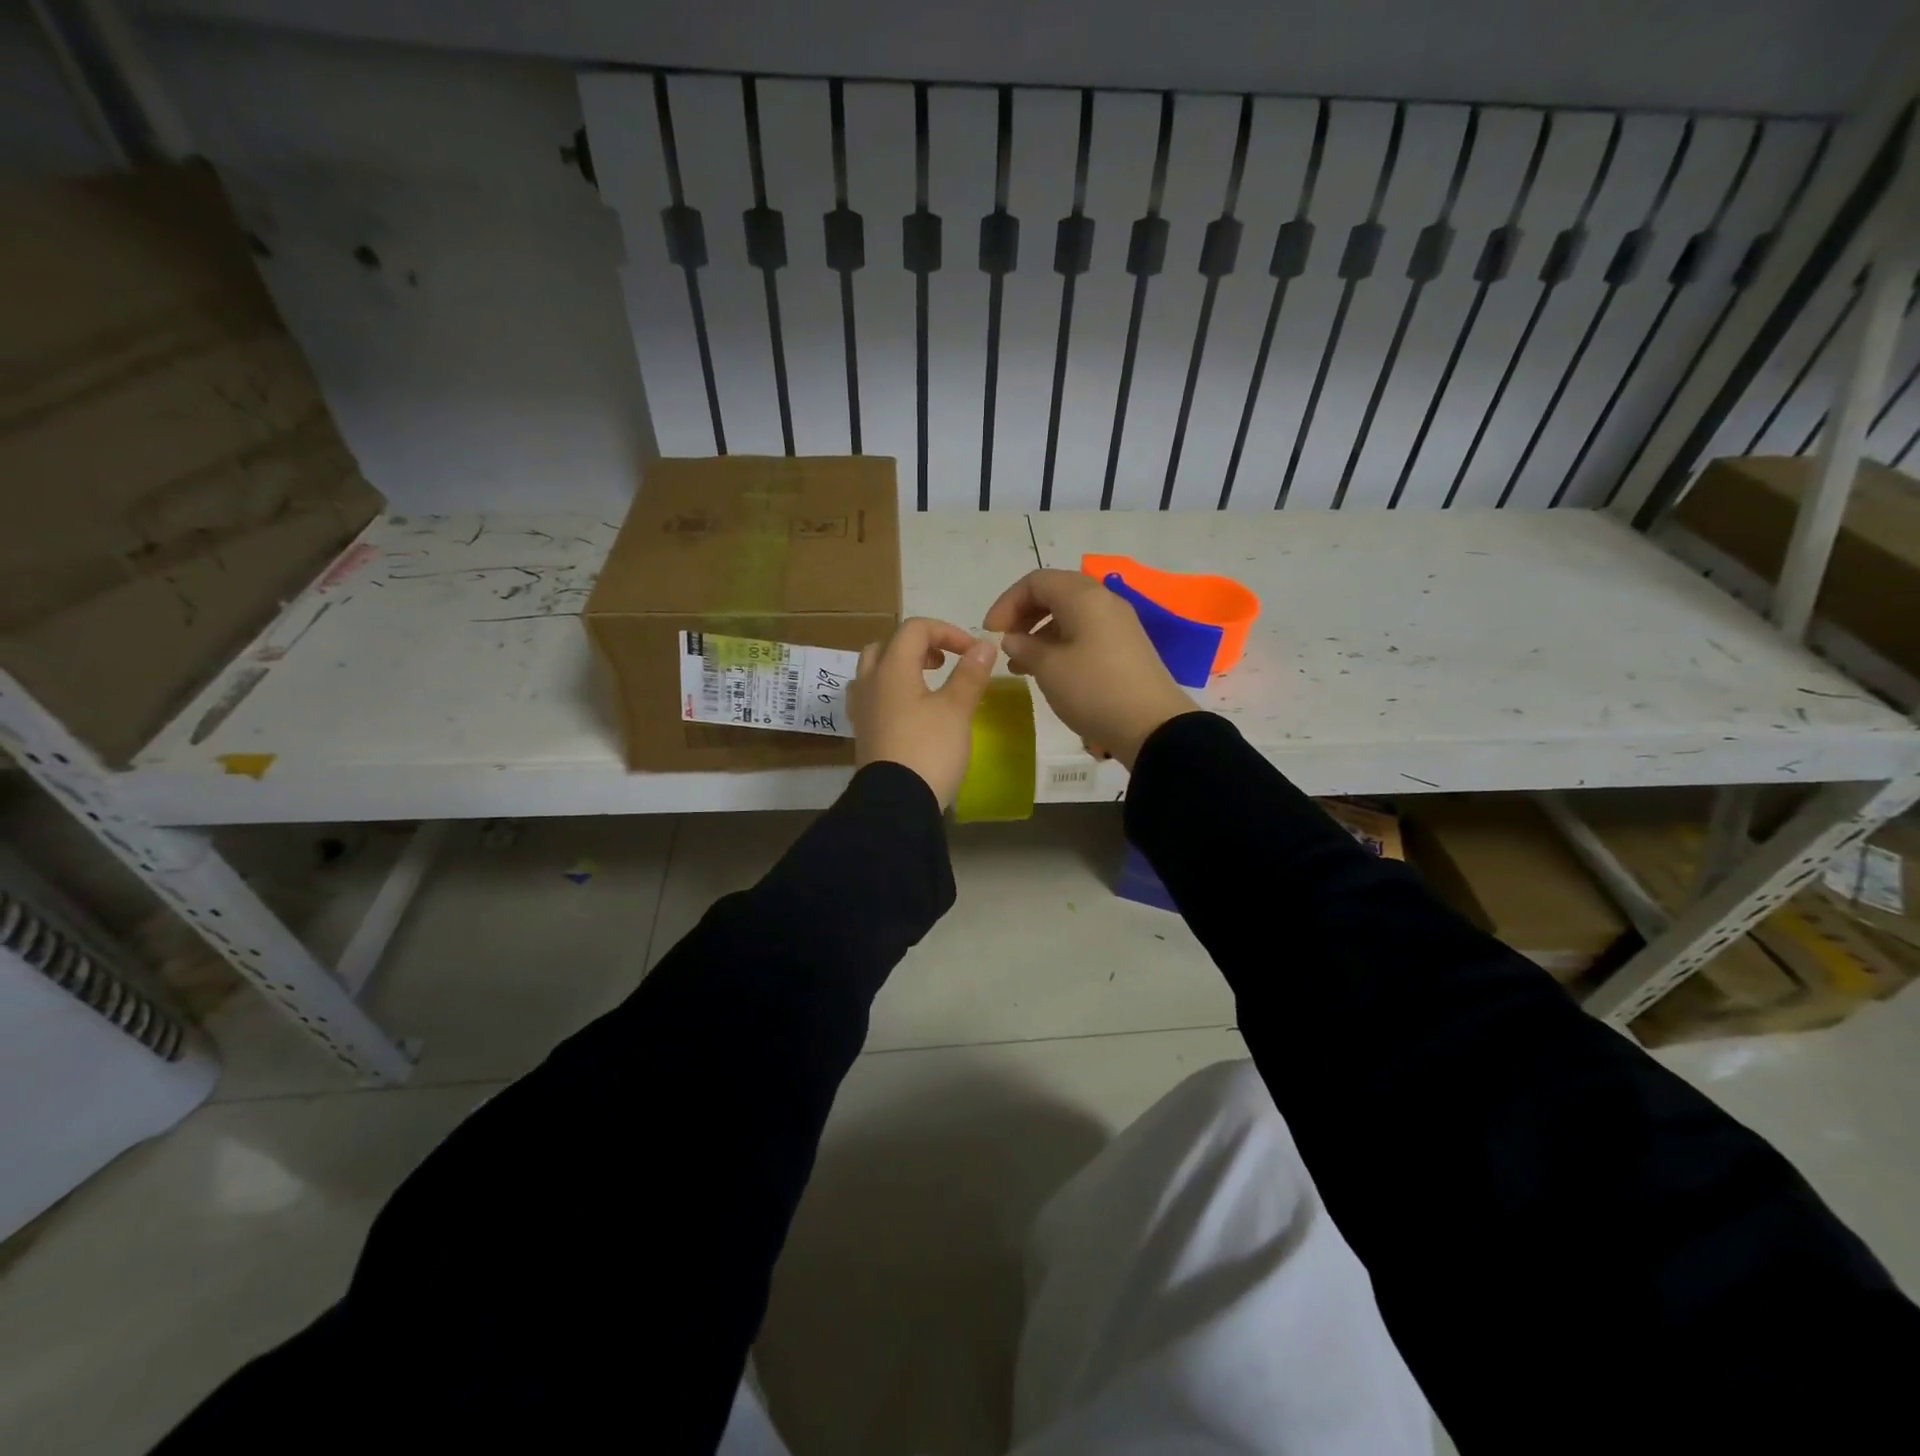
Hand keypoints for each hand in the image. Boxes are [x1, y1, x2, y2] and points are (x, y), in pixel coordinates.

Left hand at [849, 618, 997, 808]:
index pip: (915, 629)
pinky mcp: (863, 733)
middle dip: (919, 646)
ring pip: (875, 671)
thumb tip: (985, 644)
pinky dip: (893, 692)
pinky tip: (912, 711)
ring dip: (901, 668)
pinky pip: (873, 698)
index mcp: (891, 669)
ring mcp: (862, 709)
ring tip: (927, 684)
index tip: (973, 653)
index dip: (947, 631)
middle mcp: (870, 682)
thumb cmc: (929, 749)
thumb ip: (970, 674)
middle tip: (944, 662)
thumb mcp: (957, 709)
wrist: (897, 802)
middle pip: (887, 646)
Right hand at [984, 569, 1196, 768]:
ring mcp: (1119, 624)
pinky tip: (1049, 672)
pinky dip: (1061, 644)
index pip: (1035, 582)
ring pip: (1070, 615)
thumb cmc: (1094, 690)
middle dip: (1023, 616)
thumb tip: (1013, 639)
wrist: (1152, 726)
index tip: (990, 632)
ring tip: (1020, 666)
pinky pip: (1085, 633)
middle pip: (1055, 593)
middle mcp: (1103, 601)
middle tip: (1005, 644)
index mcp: (1083, 596)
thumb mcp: (1049, 669)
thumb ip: (1024, 647)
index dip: (1007, 603)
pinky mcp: (1126, 646)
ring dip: (1040, 634)